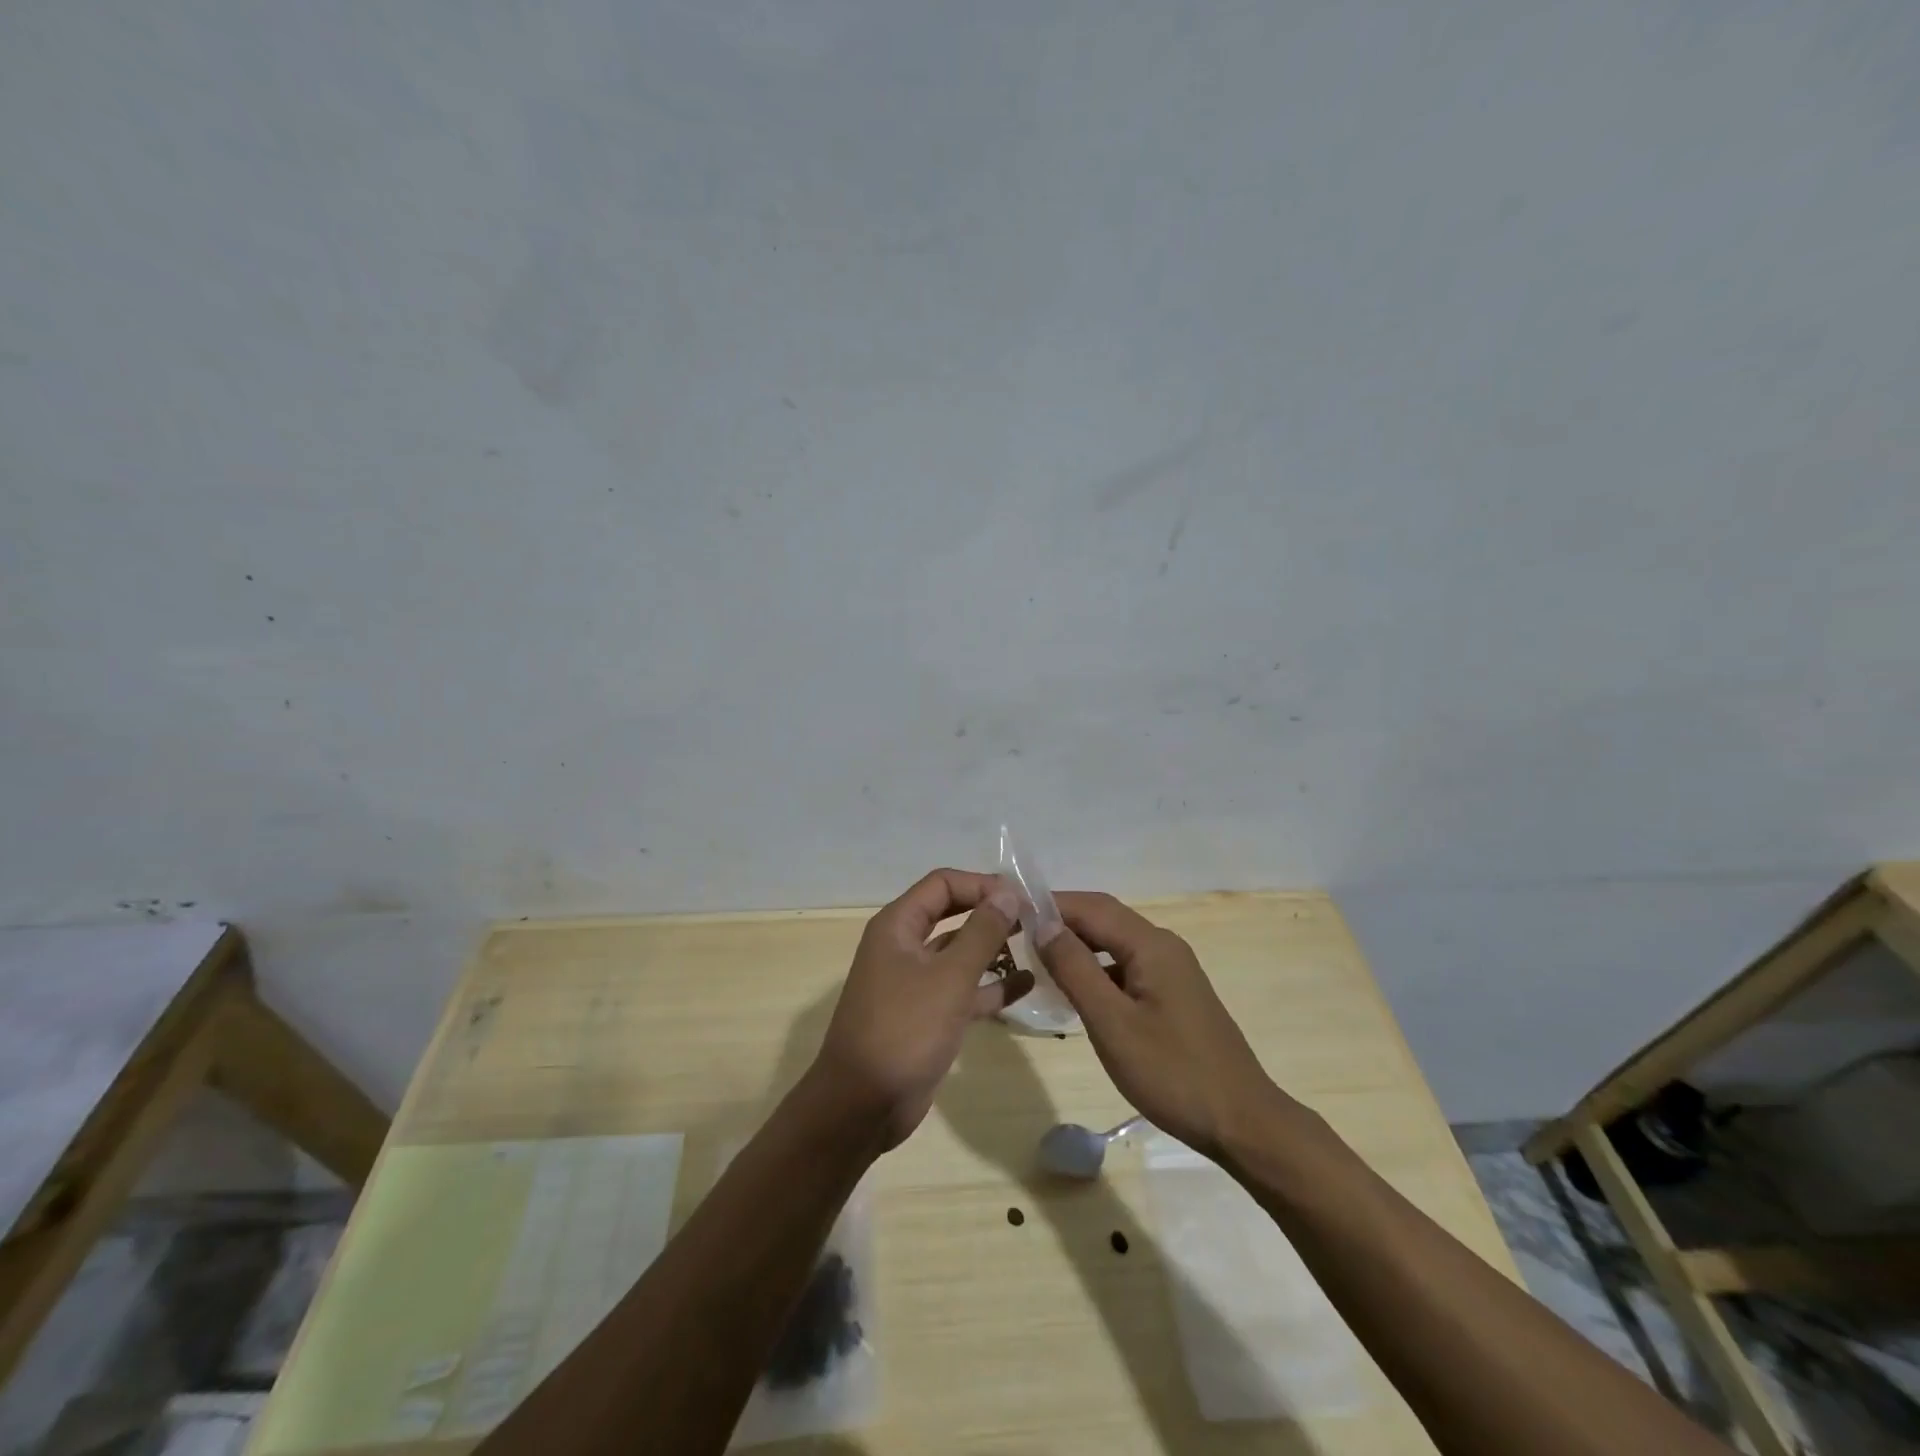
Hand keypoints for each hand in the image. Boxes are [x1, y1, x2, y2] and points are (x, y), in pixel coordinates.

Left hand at [810, 869, 1031, 1149]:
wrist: (862, 1106)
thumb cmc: (904, 1030)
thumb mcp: (949, 977)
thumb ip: (982, 932)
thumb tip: (1008, 891)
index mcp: (898, 926)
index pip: (943, 884)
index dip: (982, 884)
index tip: (1022, 897)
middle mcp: (904, 946)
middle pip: (952, 913)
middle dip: (991, 912)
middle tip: (1035, 917)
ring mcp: (915, 982)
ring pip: (960, 952)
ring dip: (995, 947)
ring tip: (1038, 945)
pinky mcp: (927, 1015)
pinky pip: (964, 989)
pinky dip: (992, 985)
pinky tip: (1028, 984)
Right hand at [1036, 892, 1281, 1158]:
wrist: (1243, 1122)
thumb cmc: (1172, 1073)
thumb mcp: (1112, 1023)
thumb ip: (1075, 969)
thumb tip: (1043, 924)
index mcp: (1151, 945)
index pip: (1091, 907)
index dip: (1049, 904)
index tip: (1010, 911)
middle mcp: (1163, 945)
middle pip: (1104, 918)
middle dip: (1060, 920)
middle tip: (1017, 932)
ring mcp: (1172, 969)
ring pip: (1115, 943)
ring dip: (1078, 945)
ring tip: (1037, 958)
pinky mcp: (1174, 993)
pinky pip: (1126, 966)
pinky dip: (1097, 969)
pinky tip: (1077, 991)